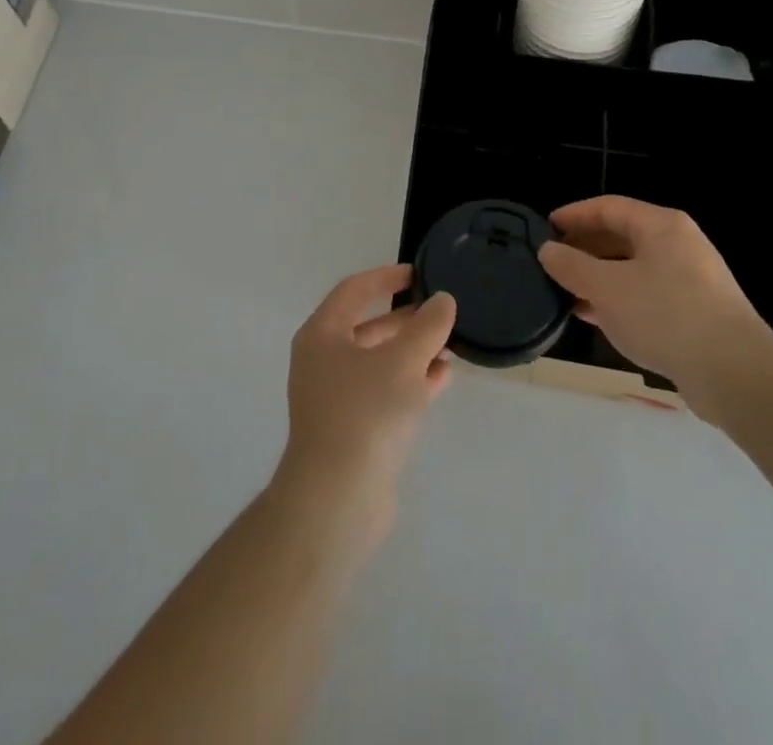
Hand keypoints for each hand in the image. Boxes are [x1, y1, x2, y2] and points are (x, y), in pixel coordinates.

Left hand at [271, 266, 455, 546]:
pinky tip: (443, 378)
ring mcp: (336, 399)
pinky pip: (385, 393)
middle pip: (367, 327)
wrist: (337, 500)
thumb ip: (426, 327)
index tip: (418, 273)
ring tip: (450, 343)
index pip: (354, 291)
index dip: (386, 277)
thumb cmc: (365, 414)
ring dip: (413, 351)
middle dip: (406, 319)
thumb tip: (442, 301)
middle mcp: (323, 362)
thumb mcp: (402, 360)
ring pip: (379, 362)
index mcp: (322, 335)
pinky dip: (411, 382)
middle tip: (441, 311)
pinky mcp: (353, 430)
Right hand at [539, 196, 772, 424]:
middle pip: (622, 236)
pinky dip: (618, 300)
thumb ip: (572, 266)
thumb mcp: (607, 288)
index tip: (545, 228)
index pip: (608, 207)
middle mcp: (678, 245)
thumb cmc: (665, 315)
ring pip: (633, 268)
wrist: (734, 374)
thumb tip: (548, 250)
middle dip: (585, 247)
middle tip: (552, 261)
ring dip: (599, 277)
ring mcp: (690, 280)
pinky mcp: (695, 313)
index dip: (574, 215)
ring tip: (565, 291)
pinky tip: (594, 317)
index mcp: (661, 226)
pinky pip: (646, 295)